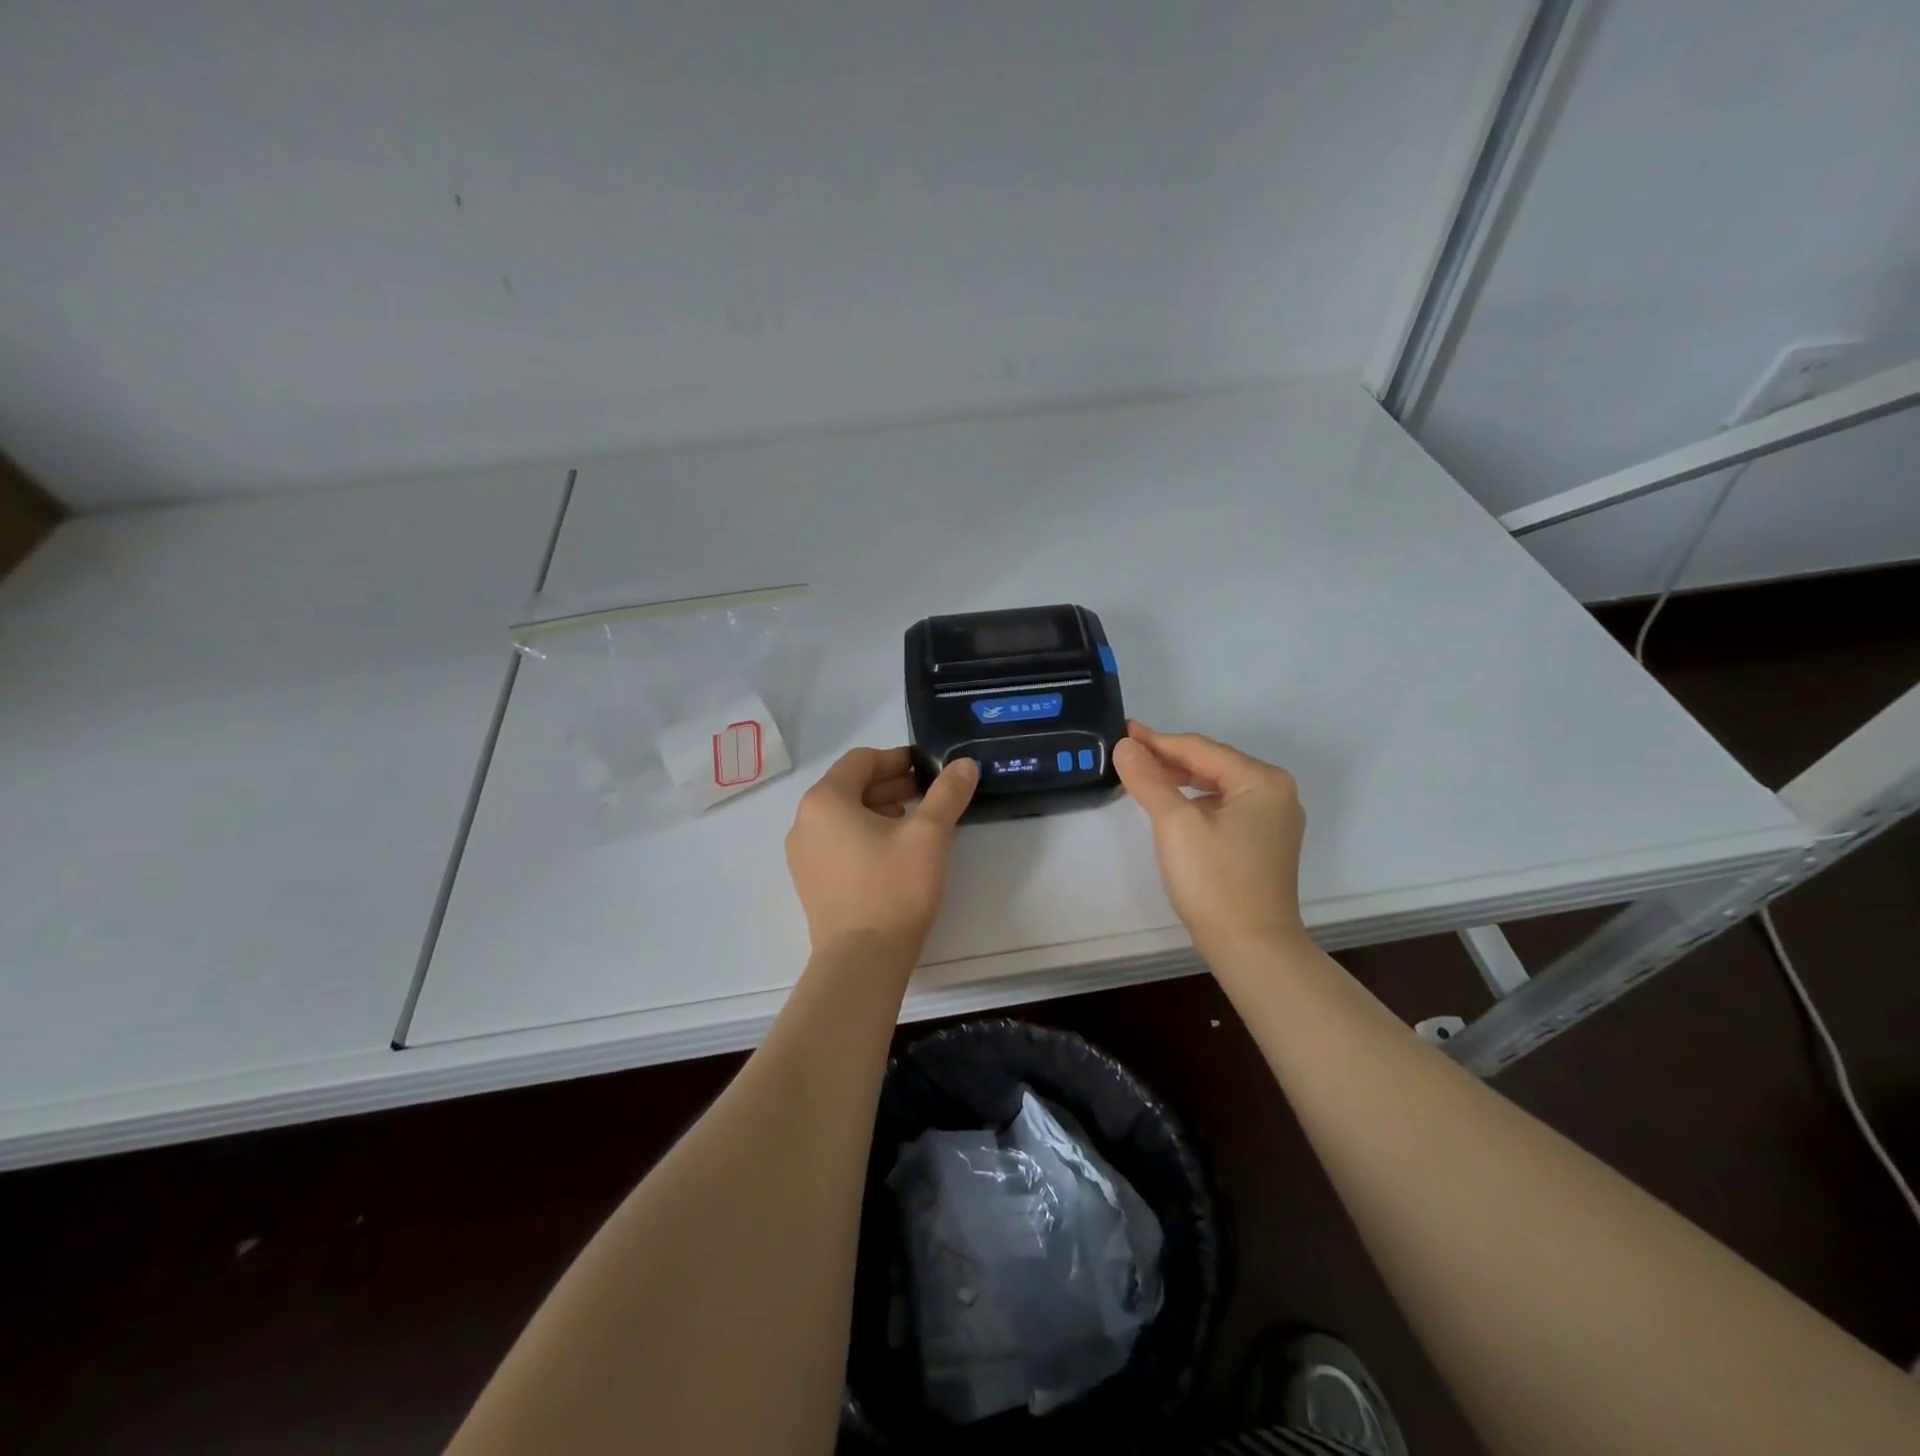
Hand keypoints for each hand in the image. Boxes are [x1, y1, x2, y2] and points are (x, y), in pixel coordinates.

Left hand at [784, 747, 977, 956]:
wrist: (862, 960)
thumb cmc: (893, 887)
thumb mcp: (929, 835)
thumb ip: (947, 793)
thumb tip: (965, 764)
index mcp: (825, 800)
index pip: (861, 760)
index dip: (898, 758)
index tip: (929, 768)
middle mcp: (804, 821)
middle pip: (850, 786)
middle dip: (891, 784)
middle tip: (929, 793)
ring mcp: (802, 854)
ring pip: (844, 815)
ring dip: (880, 809)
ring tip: (915, 822)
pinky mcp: (810, 881)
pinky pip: (837, 841)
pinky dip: (864, 834)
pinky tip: (893, 852)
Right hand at [1112, 721, 1306, 955]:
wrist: (1251, 948)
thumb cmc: (1214, 881)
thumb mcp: (1175, 824)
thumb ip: (1149, 779)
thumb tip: (1125, 745)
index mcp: (1262, 780)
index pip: (1199, 748)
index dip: (1156, 740)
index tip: (1121, 731)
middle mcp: (1276, 792)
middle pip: (1211, 763)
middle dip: (1168, 758)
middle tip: (1126, 753)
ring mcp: (1273, 819)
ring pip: (1217, 785)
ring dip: (1179, 779)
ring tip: (1143, 775)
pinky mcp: (1264, 842)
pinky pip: (1225, 807)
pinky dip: (1195, 801)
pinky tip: (1172, 806)